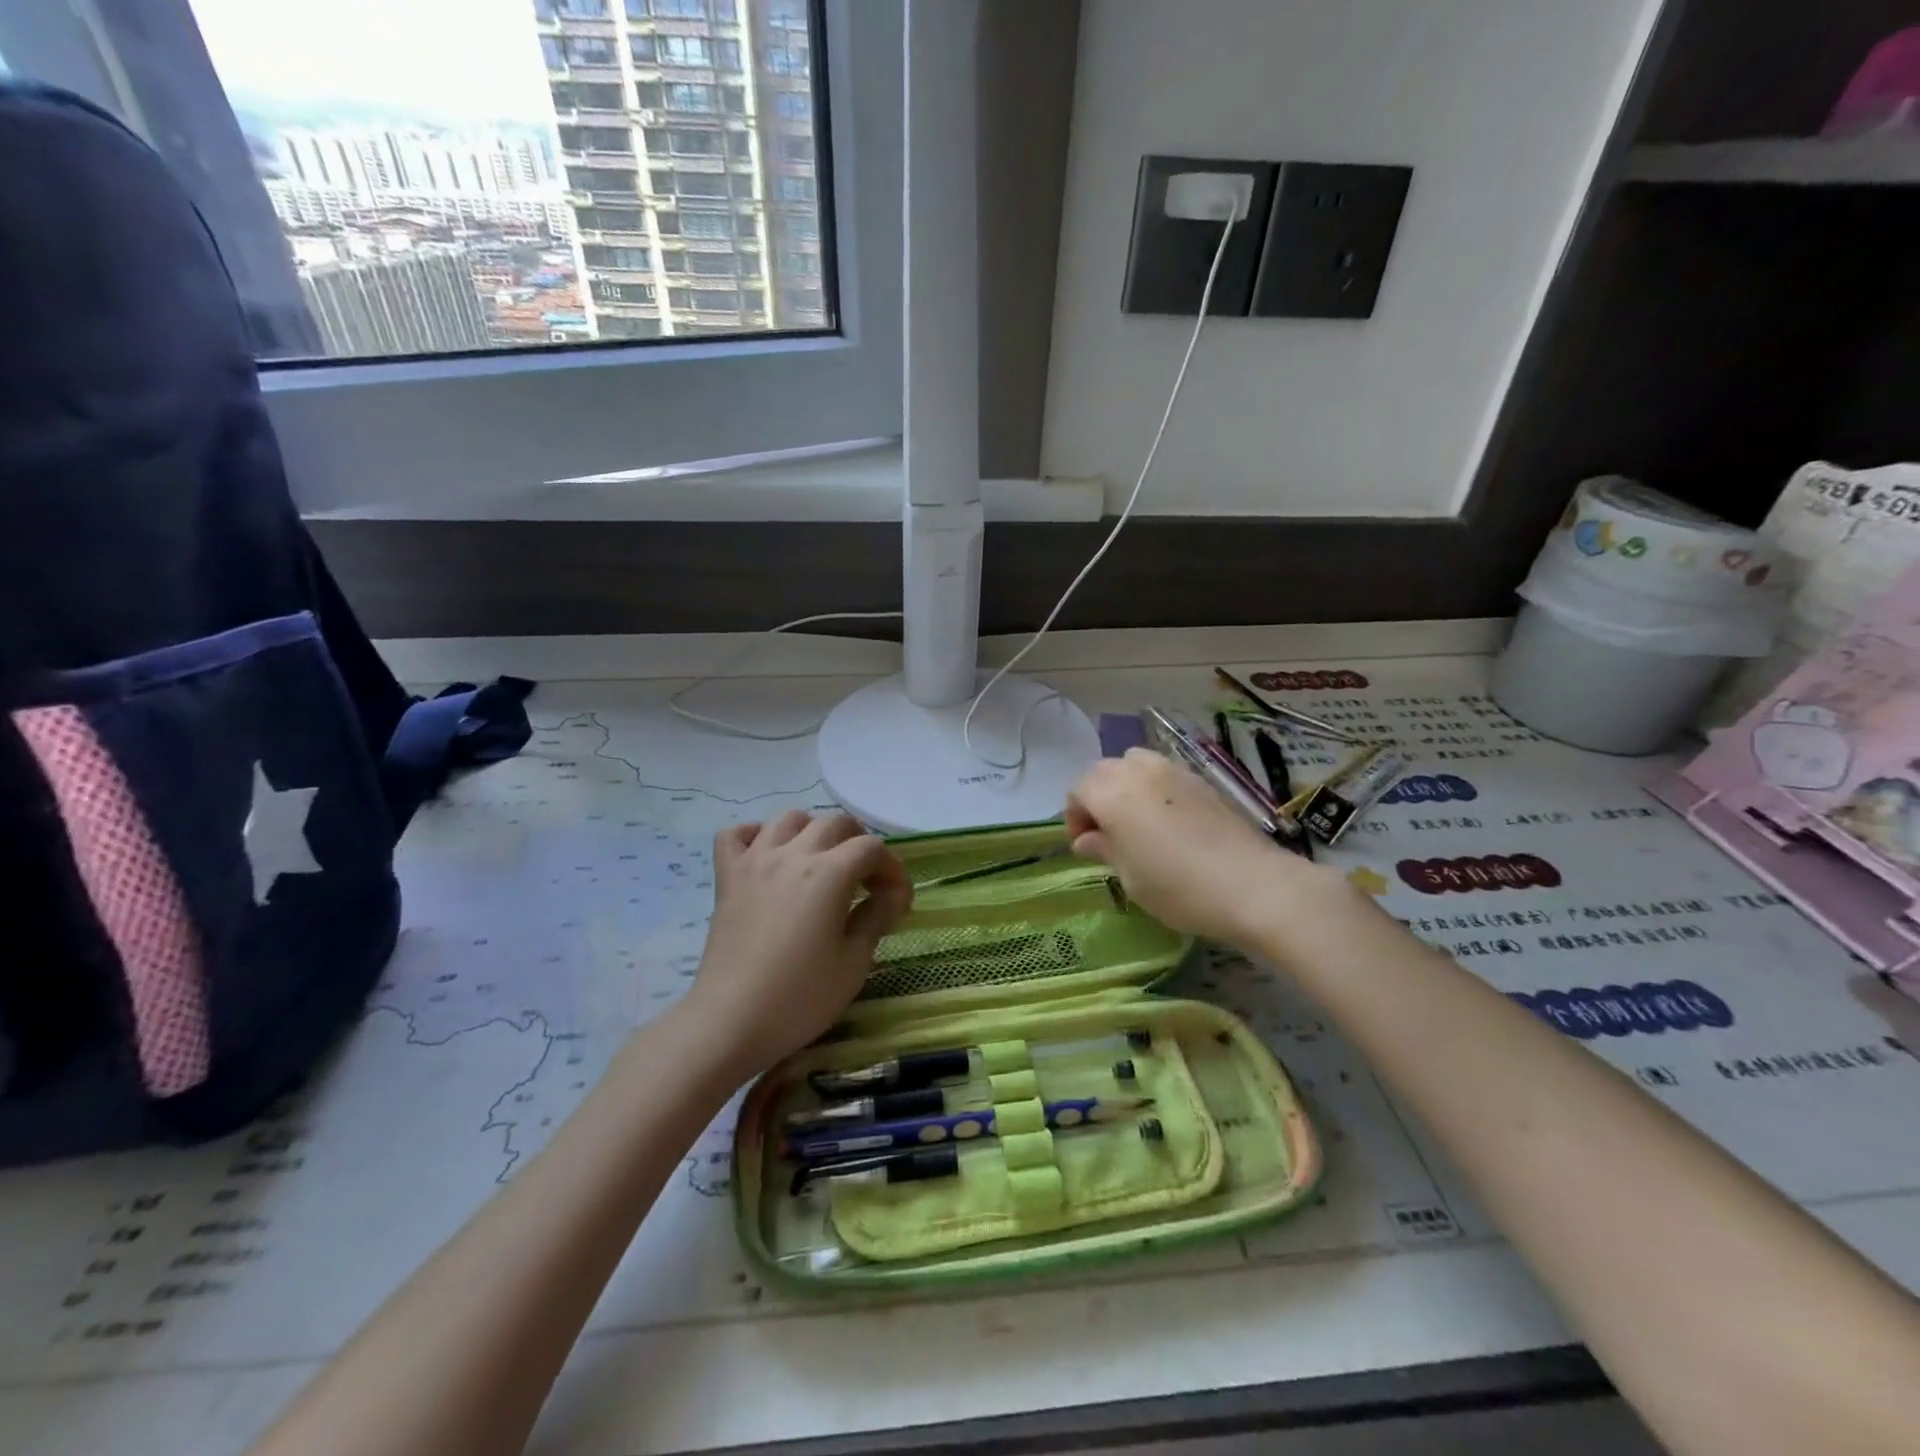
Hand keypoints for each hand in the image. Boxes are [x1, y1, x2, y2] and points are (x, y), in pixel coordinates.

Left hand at [684, 810, 912, 1075]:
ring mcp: (755, 861)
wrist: (730, 1022)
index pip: (872, 848)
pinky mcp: (727, 877)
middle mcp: (792, 855)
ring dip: (813, 832)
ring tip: (821, 863)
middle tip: (866, 881)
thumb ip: (876, 918)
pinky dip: (756, 835)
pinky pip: (736, 834)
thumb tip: (892, 896)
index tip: (898, 901)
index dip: (892, 869)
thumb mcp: (853, 963)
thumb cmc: (799, 998)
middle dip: (860, 844)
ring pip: (789, 819)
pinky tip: (768, 856)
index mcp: (829, 874)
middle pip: (835, 823)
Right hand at [1066, 749, 1328, 943]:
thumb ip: (1104, 850)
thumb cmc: (1179, 888)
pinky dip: (1153, 787)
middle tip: (1105, 832)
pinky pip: (1164, 772)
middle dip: (1097, 796)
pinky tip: (1167, 820)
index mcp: (1112, 794)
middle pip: (1104, 770)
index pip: (1079, 790)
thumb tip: (1086, 839)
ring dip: (1125, 784)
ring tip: (1135, 820)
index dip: (1075, 816)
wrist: (1253, 885)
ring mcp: (1174, 771)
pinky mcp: (1201, 780)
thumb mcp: (1130, 878)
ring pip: (1135, 763)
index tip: (1084, 846)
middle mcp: (1139, 772)